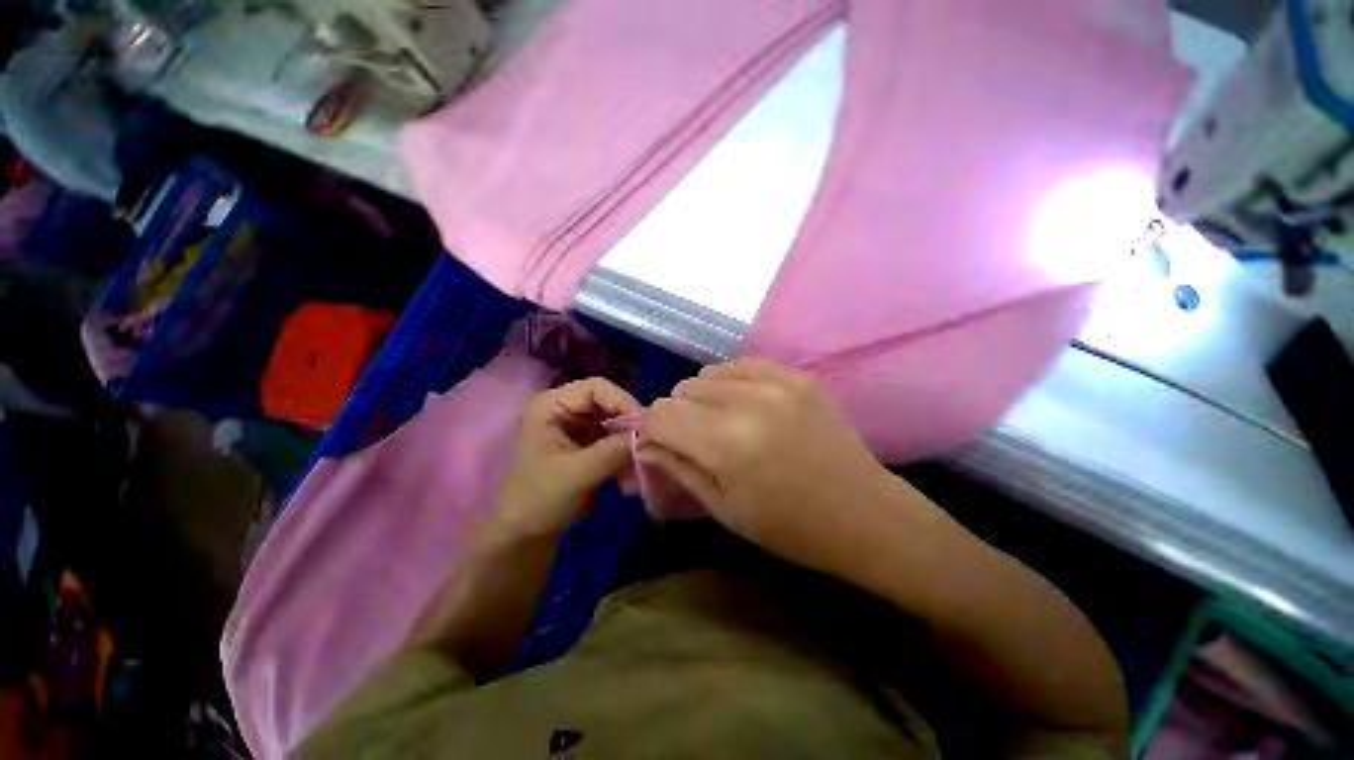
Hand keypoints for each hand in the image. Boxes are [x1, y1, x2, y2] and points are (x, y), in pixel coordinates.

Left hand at [493, 378, 641, 538]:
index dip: (623, 402)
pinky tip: (628, 481)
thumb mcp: (576, 474)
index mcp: (552, 405)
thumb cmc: (539, 499)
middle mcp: (567, 409)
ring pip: (617, 423)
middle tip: (647, 448)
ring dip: (630, 446)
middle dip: (629, 428)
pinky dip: (626, 457)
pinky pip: (617, 441)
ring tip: (636, 473)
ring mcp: (579, 427)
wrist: (527, 534)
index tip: (644, 427)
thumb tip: (646, 435)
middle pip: (610, 404)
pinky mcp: (590, 444)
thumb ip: (611, 451)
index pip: (596, 388)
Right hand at [639, 359, 926, 575]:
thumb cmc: (790, 528)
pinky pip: (742, 365)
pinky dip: (729, 382)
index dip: (651, 429)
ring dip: (701, 397)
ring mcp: (777, 382)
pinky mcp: (797, 375)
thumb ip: (678, 467)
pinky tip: (742, 405)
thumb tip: (645, 443)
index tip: (657, 443)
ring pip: (708, 374)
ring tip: (718, 422)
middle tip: (692, 439)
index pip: (661, 415)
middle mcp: (748, 401)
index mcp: (726, 443)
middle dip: (676, 415)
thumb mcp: (723, 509)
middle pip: (682, 390)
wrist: (866, 515)